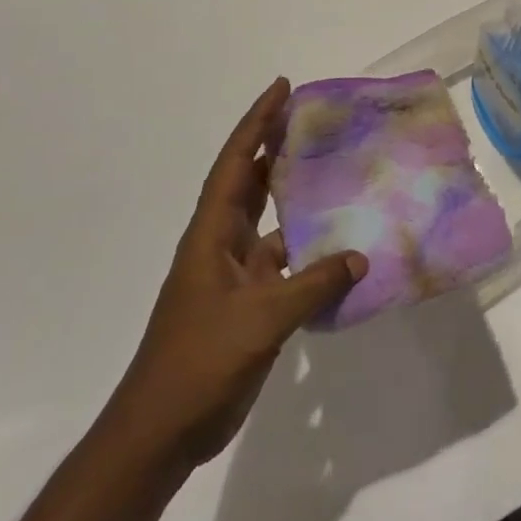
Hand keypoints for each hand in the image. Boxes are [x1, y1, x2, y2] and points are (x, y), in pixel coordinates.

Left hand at [108, 78, 366, 471]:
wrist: (161, 432)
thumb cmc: (199, 362)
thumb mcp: (260, 320)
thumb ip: (313, 285)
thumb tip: (359, 256)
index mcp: (211, 234)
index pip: (236, 163)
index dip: (257, 123)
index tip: (282, 88)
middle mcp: (221, 244)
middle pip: (250, 181)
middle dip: (275, 145)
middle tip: (314, 118)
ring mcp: (234, 276)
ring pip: (269, 221)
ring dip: (294, 196)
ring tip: (334, 171)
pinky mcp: (249, 305)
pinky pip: (284, 262)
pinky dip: (309, 250)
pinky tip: (340, 248)